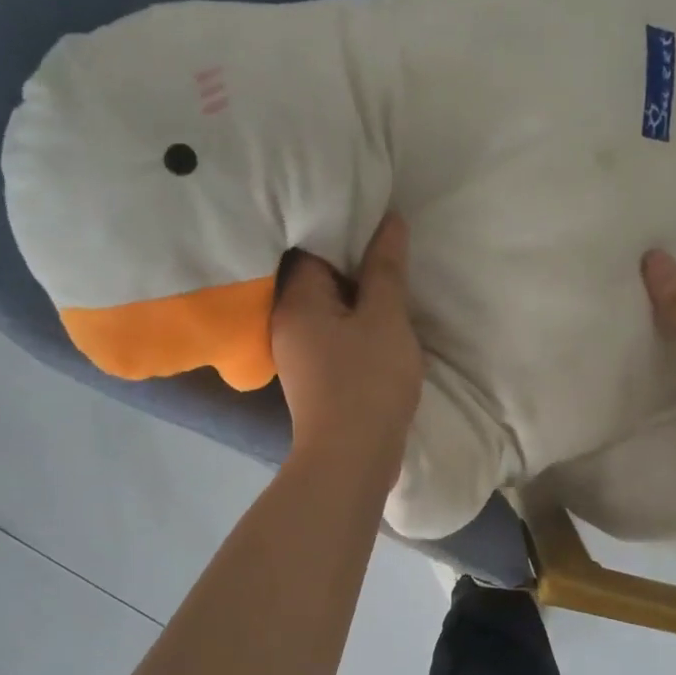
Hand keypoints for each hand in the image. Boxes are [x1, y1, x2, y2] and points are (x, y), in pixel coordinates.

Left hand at [272, 213, 424, 480]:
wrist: (351, 457)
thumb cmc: (368, 381)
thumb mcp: (385, 318)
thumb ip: (385, 268)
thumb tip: (389, 220)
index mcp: (296, 300)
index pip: (312, 245)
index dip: (344, 227)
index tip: (375, 216)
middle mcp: (286, 320)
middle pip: (317, 275)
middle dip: (352, 260)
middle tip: (389, 244)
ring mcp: (297, 351)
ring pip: (327, 306)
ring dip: (356, 294)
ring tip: (389, 277)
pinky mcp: (313, 374)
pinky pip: (332, 333)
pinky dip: (353, 322)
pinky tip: (380, 319)